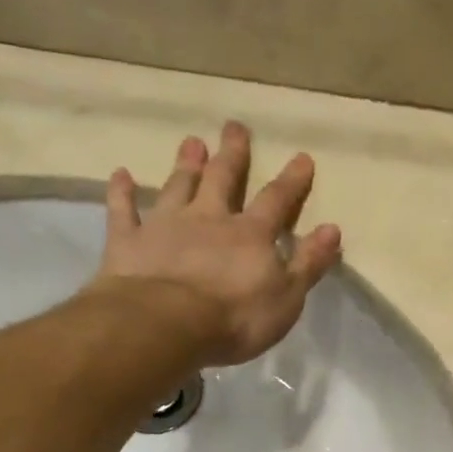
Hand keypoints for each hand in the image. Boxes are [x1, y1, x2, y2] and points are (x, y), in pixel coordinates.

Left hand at [92, 121, 342, 366]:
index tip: (301, 157)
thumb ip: (308, 262)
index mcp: (250, 234)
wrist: (165, 324)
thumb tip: (332, 229)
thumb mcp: (287, 297)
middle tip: (234, 127)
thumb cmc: (235, 317)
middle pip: (223, 179)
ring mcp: (166, 226)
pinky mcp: (129, 241)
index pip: (277, 200)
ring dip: (186, 164)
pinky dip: (121, 192)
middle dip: (232, 154)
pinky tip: (119, 174)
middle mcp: (209, 219)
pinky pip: (123, 211)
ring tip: (191, 141)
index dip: (292, 180)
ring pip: (178, 186)